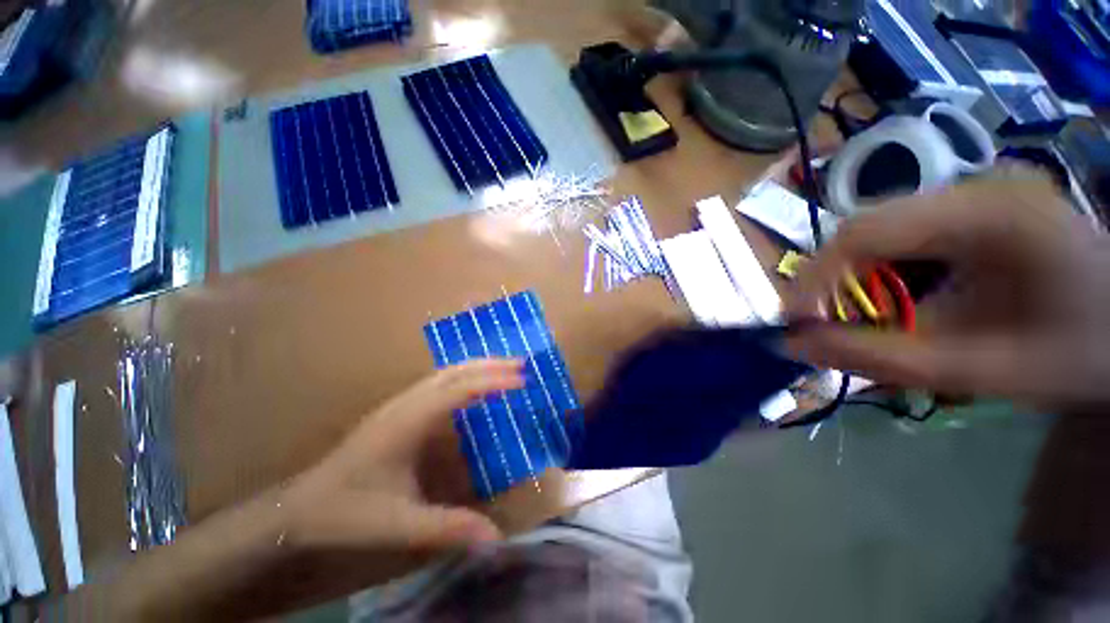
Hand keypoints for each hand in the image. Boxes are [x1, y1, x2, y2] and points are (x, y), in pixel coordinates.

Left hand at [278, 359, 524, 587]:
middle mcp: (406, 404)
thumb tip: (496, 537)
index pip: (458, 389)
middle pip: (453, 371)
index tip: (522, 381)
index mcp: (407, 422)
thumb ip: (448, 528)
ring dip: (477, 367)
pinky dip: (464, 377)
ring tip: (505, 369)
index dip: (492, 381)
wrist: (300, 507)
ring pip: (445, 372)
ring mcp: (400, 403)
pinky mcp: (398, 410)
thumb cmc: (348, 511)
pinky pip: (438, 383)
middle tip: (521, 365)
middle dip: (489, 364)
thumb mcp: (399, 524)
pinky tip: (474, 388)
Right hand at [785, 176, 1109, 411]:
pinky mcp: (973, 208)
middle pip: (867, 227)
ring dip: (850, 275)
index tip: (795, 322)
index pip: (867, 230)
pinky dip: (878, 270)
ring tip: (846, 315)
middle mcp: (974, 188)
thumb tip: (796, 346)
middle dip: (827, 278)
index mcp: (988, 214)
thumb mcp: (986, 369)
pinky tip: (888, 297)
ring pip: (878, 230)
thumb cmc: (1080, 351)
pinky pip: (902, 235)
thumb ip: (885, 359)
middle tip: (814, 323)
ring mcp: (974, 193)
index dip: (815, 277)